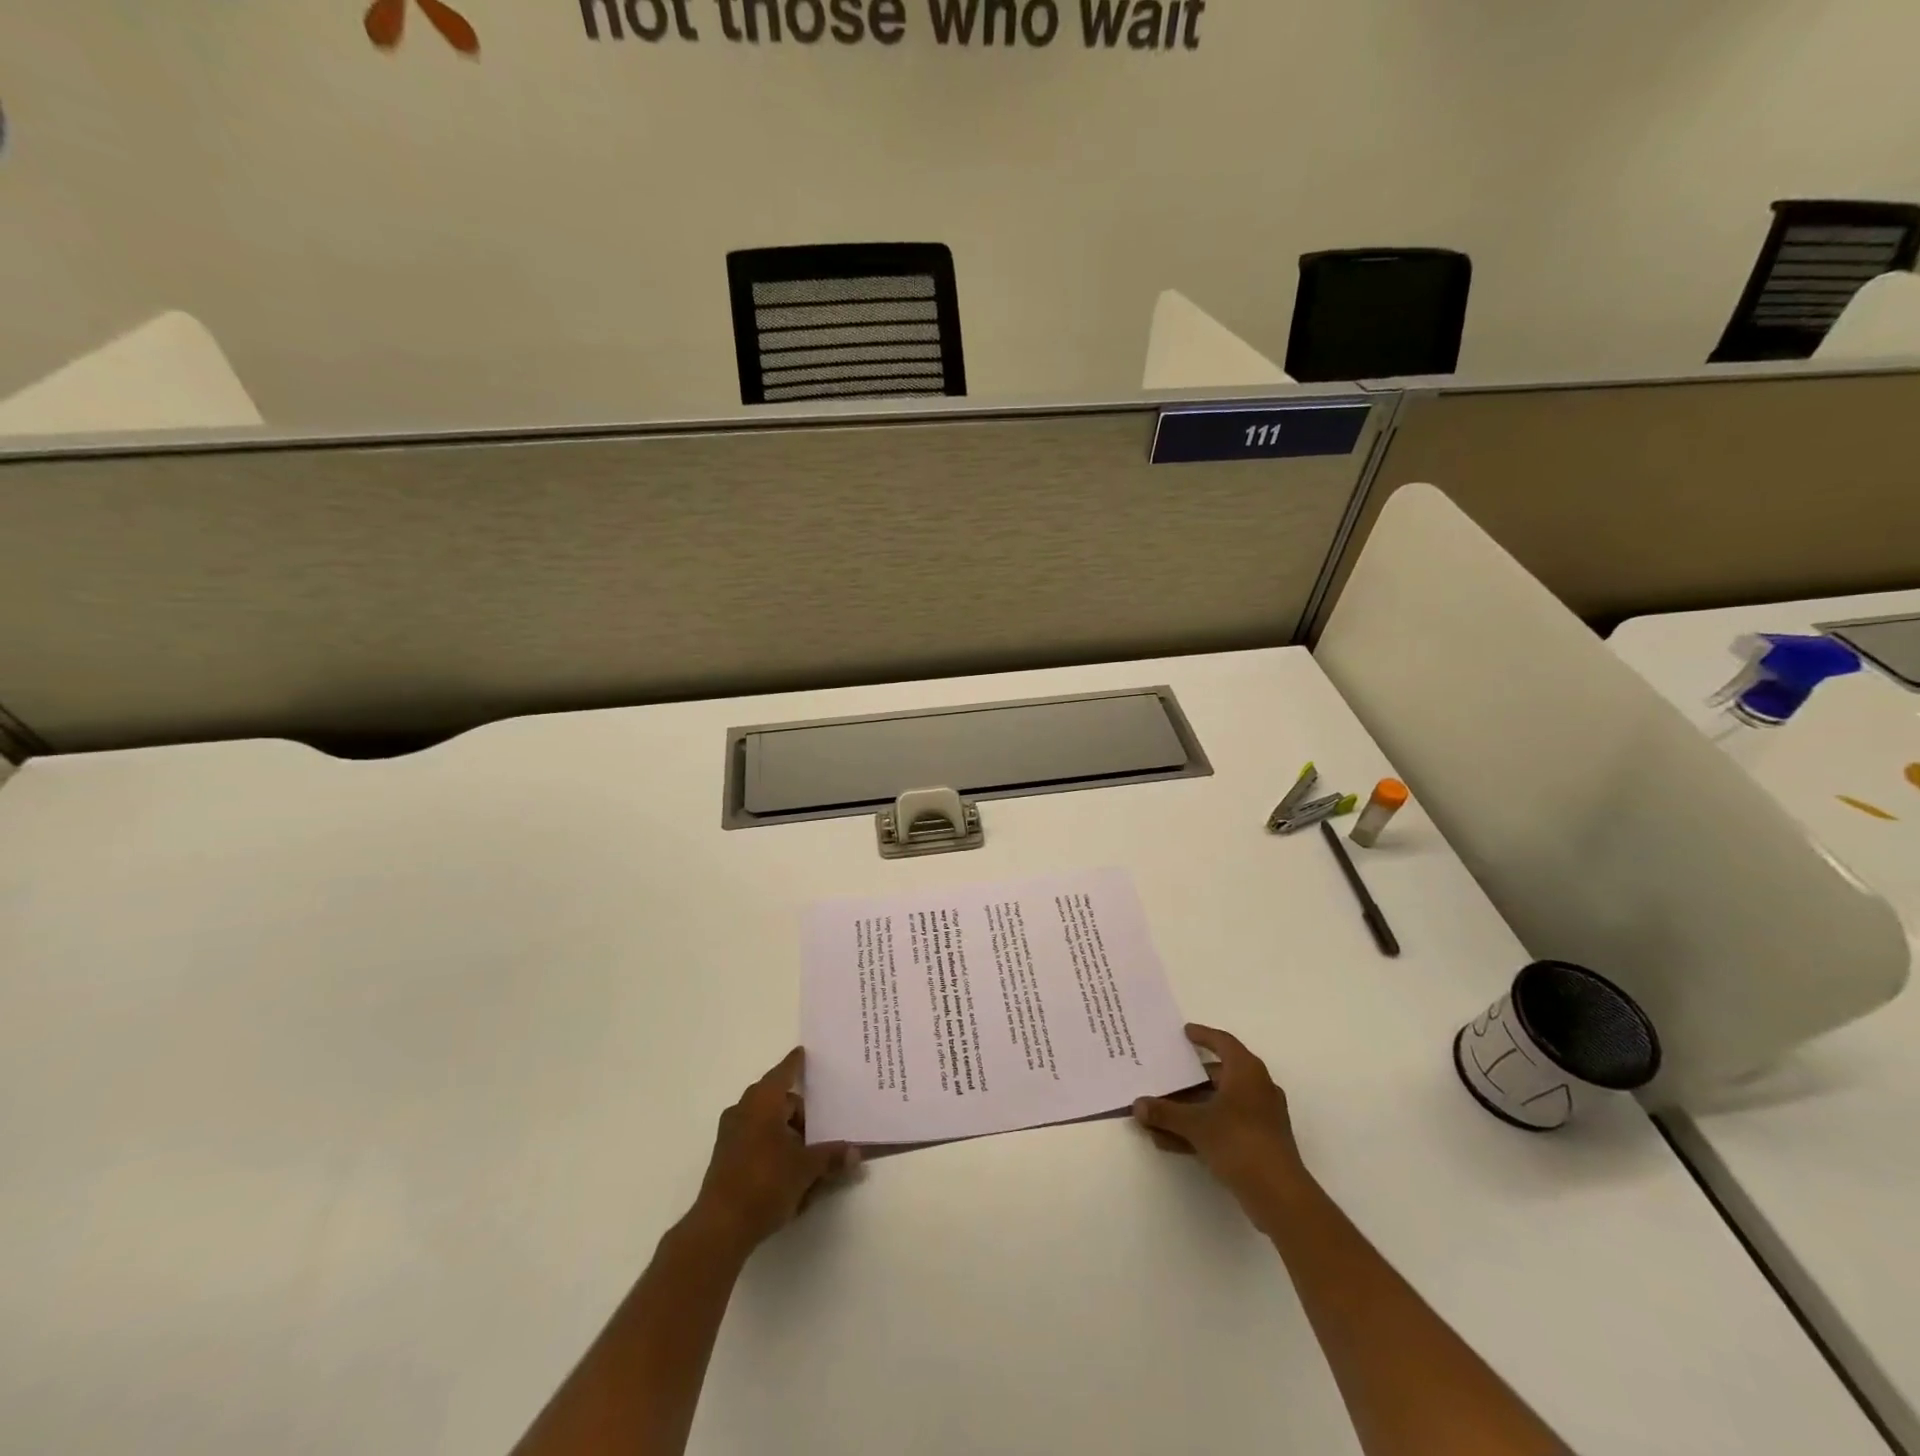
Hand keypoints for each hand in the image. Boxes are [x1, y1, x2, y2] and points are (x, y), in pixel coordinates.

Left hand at [691, 1048, 856, 1254]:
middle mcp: (744, 1111)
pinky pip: (757, 1141)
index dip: (796, 1063)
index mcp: (762, 1101)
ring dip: (788, 1132)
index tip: (803, 1052)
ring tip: (810, 1153)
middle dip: (800, 1112)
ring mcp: (731, 1136)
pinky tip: (791, 1170)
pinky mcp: (727, 1159)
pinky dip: (774, 1147)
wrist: (720, 1228)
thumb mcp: (805, 1168)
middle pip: (778, 1101)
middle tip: (823, 1127)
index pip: (784, 1073)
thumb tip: (855, 1153)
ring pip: (767, 1123)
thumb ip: (831, 1157)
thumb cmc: (765, 1182)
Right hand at [1132, 1024, 1307, 1210]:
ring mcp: (1260, 1118)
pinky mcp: (1259, 1143)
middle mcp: (1257, 1088)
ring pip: (1218, 1104)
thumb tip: (1137, 1105)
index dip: (1203, 1036)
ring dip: (1189, 1109)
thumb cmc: (1239, 1142)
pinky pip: (1223, 1126)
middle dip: (1188, 1080)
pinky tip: (1170, 1142)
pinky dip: (1200, 1129)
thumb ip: (1164, 1112)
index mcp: (1247, 1072)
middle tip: (1164, 1077)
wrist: (1279, 1195)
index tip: (1185, 1032)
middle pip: (1218, 1075)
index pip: (1223, 1042)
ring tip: (1159, 1116)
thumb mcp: (1195, 1124)